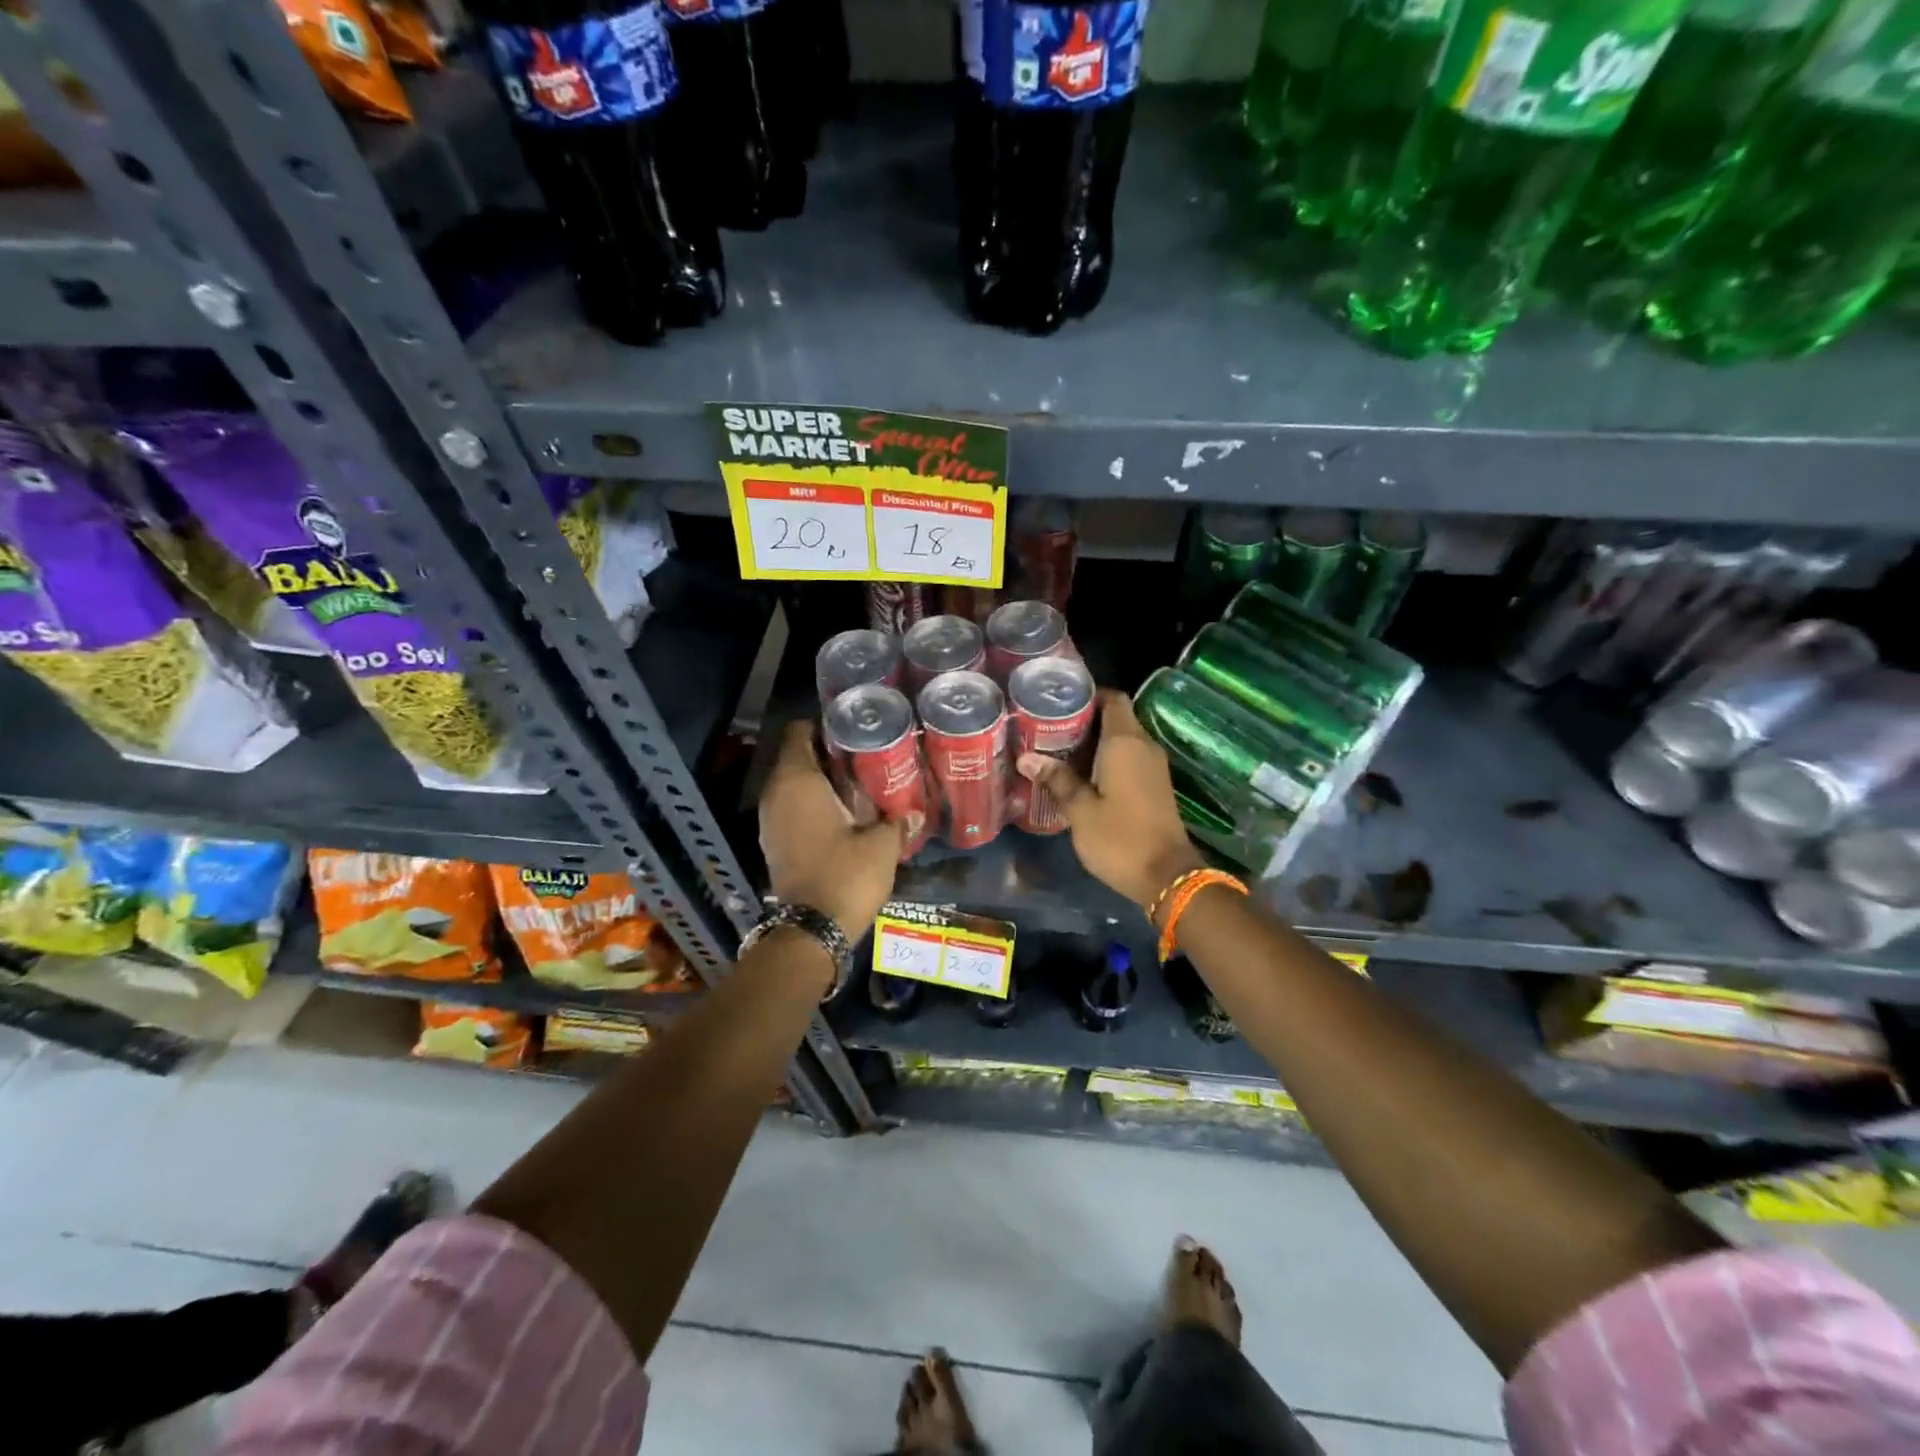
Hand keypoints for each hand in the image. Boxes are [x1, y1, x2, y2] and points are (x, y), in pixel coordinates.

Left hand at [759, 719, 903, 940]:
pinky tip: (843, 814)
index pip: (799, 731)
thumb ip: (897, 821)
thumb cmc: (846, 874)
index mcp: (797, 781)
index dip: (824, 725)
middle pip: (797, 756)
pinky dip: (812, 805)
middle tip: (865, 756)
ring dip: (821, 781)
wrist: (811, 930)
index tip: (853, 730)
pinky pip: (791, 808)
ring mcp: (769, 820)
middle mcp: (775, 794)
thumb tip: (912, 811)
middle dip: (828, 753)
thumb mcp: (882, 845)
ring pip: (794, 784)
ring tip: (858, 784)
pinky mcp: (773, 842)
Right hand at [1016, 690, 1202, 911]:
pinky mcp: (1155, 786)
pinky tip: (1080, 775)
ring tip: (1058, 752)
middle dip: (1085, 721)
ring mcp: (1153, 767)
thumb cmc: (1120, 838)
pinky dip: (1107, 760)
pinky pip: (1129, 759)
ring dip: (1094, 743)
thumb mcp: (1080, 811)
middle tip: (1048, 729)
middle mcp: (1144, 746)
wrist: (1167, 877)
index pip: (1113, 699)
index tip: (1060, 703)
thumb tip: (1027, 758)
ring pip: (1122, 740)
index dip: (1089, 696)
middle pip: (1116, 718)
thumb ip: (1056, 780)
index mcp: (1126, 743)